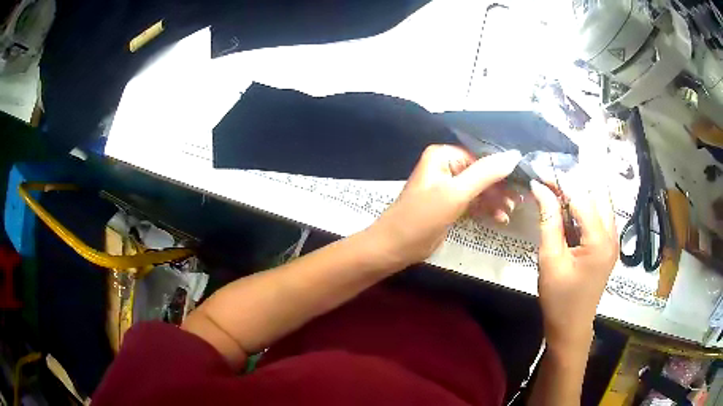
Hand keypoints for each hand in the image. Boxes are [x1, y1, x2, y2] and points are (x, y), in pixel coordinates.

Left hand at [368, 145, 522, 266]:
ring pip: (480, 189)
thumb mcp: (456, 193)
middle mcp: (446, 167)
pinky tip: (499, 218)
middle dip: (500, 188)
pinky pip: (473, 202)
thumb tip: (514, 155)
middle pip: (482, 173)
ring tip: (510, 211)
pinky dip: (486, 209)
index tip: (522, 182)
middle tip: (518, 201)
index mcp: (443, 156)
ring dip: (495, 200)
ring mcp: (448, 187)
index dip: (502, 169)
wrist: (395, 247)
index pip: (480, 157)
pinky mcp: (450, 205)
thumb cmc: (422, 217)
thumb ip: (486, 173)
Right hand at [530, 179, 618, 347]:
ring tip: (556, 195)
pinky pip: (600, 215)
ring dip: (580, 193)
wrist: (571, 327)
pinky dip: (585, 207)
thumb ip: (549, 220)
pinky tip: (569, 211)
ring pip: (600, 201)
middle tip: (549, 185)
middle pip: (596, 193)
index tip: (539, 175)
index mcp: (599, 240)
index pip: (581, 196)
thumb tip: (539, 186)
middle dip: (573, 183)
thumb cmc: (558, 298)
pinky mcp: (609, 245)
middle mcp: (612, 234)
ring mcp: (613, 239)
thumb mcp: (549, 259)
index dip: (560, 182)